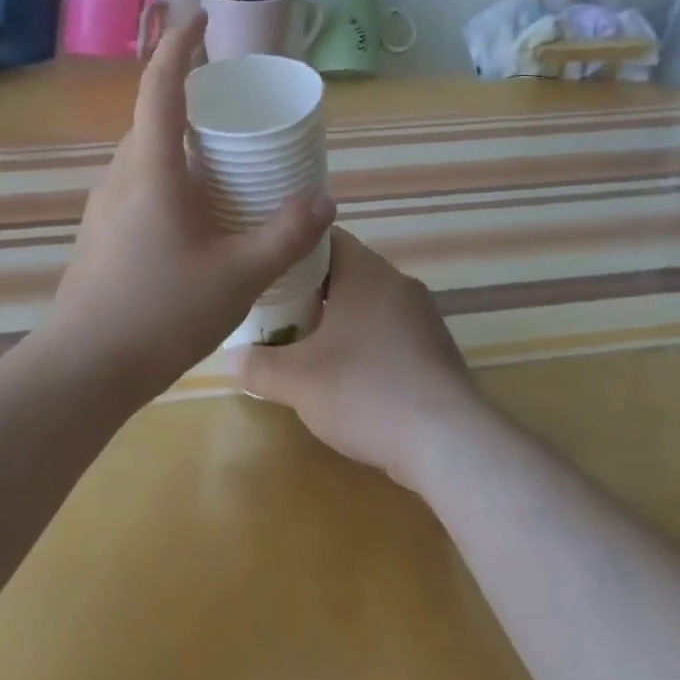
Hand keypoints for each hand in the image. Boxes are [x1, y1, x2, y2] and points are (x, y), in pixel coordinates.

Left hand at [45, 11, 336, 398]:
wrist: (82, 371)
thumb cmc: (160, 312)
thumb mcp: (238, 275)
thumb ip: (286, 234)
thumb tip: (324, 200)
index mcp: (151, 167)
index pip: (161, 85)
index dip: (180, 44)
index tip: (200, 16)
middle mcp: (121, 174)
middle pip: (153, 118)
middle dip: (188, 98)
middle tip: (232, 107)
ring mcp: (104, 205)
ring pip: (144, 155)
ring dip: (178, 144)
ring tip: (219, 164)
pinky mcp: (100, 233)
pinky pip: (138, 184)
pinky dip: (168, 177)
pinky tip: (193, 217)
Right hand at [236, 230, 486, 491]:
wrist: (449, 443)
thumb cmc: (366, 391)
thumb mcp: (298, 381)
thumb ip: (258, 365)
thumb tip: (230, 358)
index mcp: (366, 272)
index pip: (325, 237)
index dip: (293, 248)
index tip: (269, 265)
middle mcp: (397, 283)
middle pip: (347, 270)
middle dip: (312, 288)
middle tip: (278, 308)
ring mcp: (423, 316)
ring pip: (370, 302)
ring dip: (341, 316)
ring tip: (308, 342)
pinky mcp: (437, 349)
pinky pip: (392, 330)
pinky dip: (367, 341)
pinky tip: (350, 374)